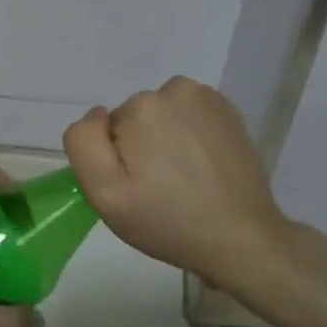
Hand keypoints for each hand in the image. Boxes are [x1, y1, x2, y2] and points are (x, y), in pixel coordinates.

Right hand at [64, 77, 299, 296]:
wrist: (242, 238)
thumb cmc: (168, 221)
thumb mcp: (106, 194)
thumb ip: (84, 144)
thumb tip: (98, 114)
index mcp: (142, 106)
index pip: (107, 130)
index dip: (116, 161)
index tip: (137, 188)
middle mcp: (174, 89)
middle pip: (136, 119)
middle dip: (141, 148)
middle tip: (160, 189)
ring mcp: (206, 98)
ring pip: (163, 116)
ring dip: (166, 140)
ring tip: (185, 180)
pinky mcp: (228, 111)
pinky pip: (190, 117)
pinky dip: (190, 136)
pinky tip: (203, 167)